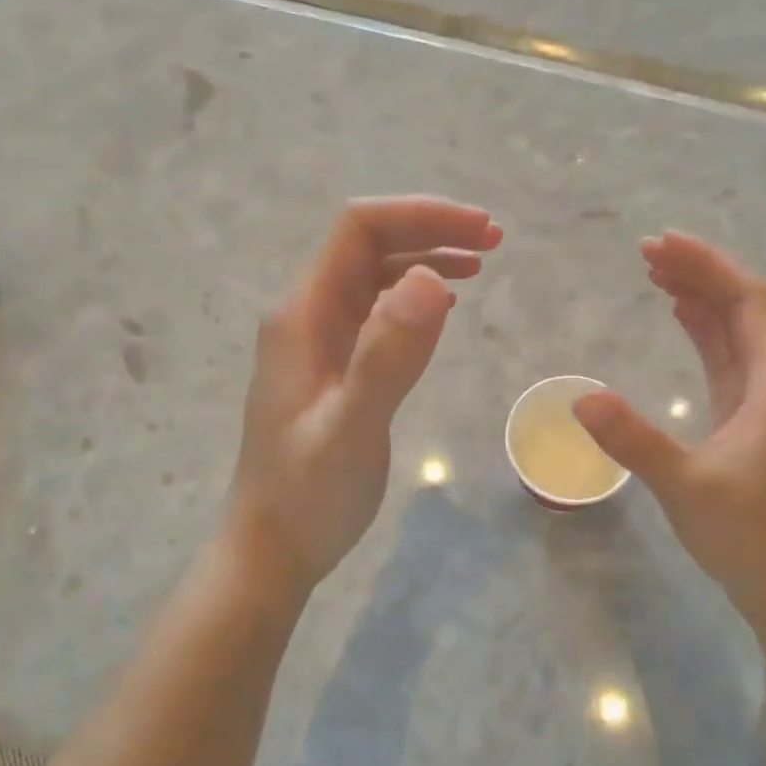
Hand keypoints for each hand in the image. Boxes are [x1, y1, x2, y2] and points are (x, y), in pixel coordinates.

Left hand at [226, 196, 501, 595]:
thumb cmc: (307, 496)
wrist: (272, 549)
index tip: (479, 230)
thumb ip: (387, 355)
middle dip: (430, 231)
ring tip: (480, 262)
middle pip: (369, 245)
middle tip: (493, 241)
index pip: (359, 230)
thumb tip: (432, 277)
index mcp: (304, 314)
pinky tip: (446, 306)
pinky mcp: (336, 367)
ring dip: (426, 259)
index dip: (420, 216)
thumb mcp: (350, 429)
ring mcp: (320, 341)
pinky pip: (377, 312)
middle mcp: (308, 315)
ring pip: (376, 276)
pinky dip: (416, 297)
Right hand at [572, 231, 765, 616]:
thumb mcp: (685, 486)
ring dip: (702, 298)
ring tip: (655, 273)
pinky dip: (705, 331)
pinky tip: (681, 317)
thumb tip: (582, 400)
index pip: (749, 301)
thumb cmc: (748, 536)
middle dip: (700, 273)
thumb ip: (634, 440)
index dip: (708, 265)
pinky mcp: (755, 419)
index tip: (660, 244)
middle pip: (745, 307)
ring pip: (738, 331)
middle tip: (646, 252)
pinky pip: (731, 357)